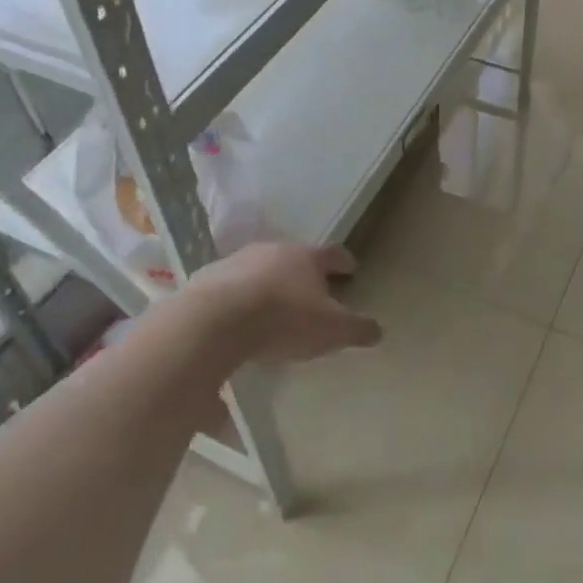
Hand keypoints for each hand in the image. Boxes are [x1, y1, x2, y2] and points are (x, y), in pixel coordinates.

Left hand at [184, 242, 382, 362]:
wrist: (214, 323)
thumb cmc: (284, 320)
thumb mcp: (332, 331)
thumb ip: (358, 329)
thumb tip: (378, 331)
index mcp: (306, 257)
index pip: (333, 253)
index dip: (344, 262)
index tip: (351, 268)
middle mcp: (272, 251)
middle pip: (294, 259)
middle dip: (303, 275)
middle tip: (311, 293)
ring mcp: (235, 262)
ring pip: (259, 270)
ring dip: (268, 286)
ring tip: (272, 310)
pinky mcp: (205, 281)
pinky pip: (229, 289)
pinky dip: (237, 302)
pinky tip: (237, 323)